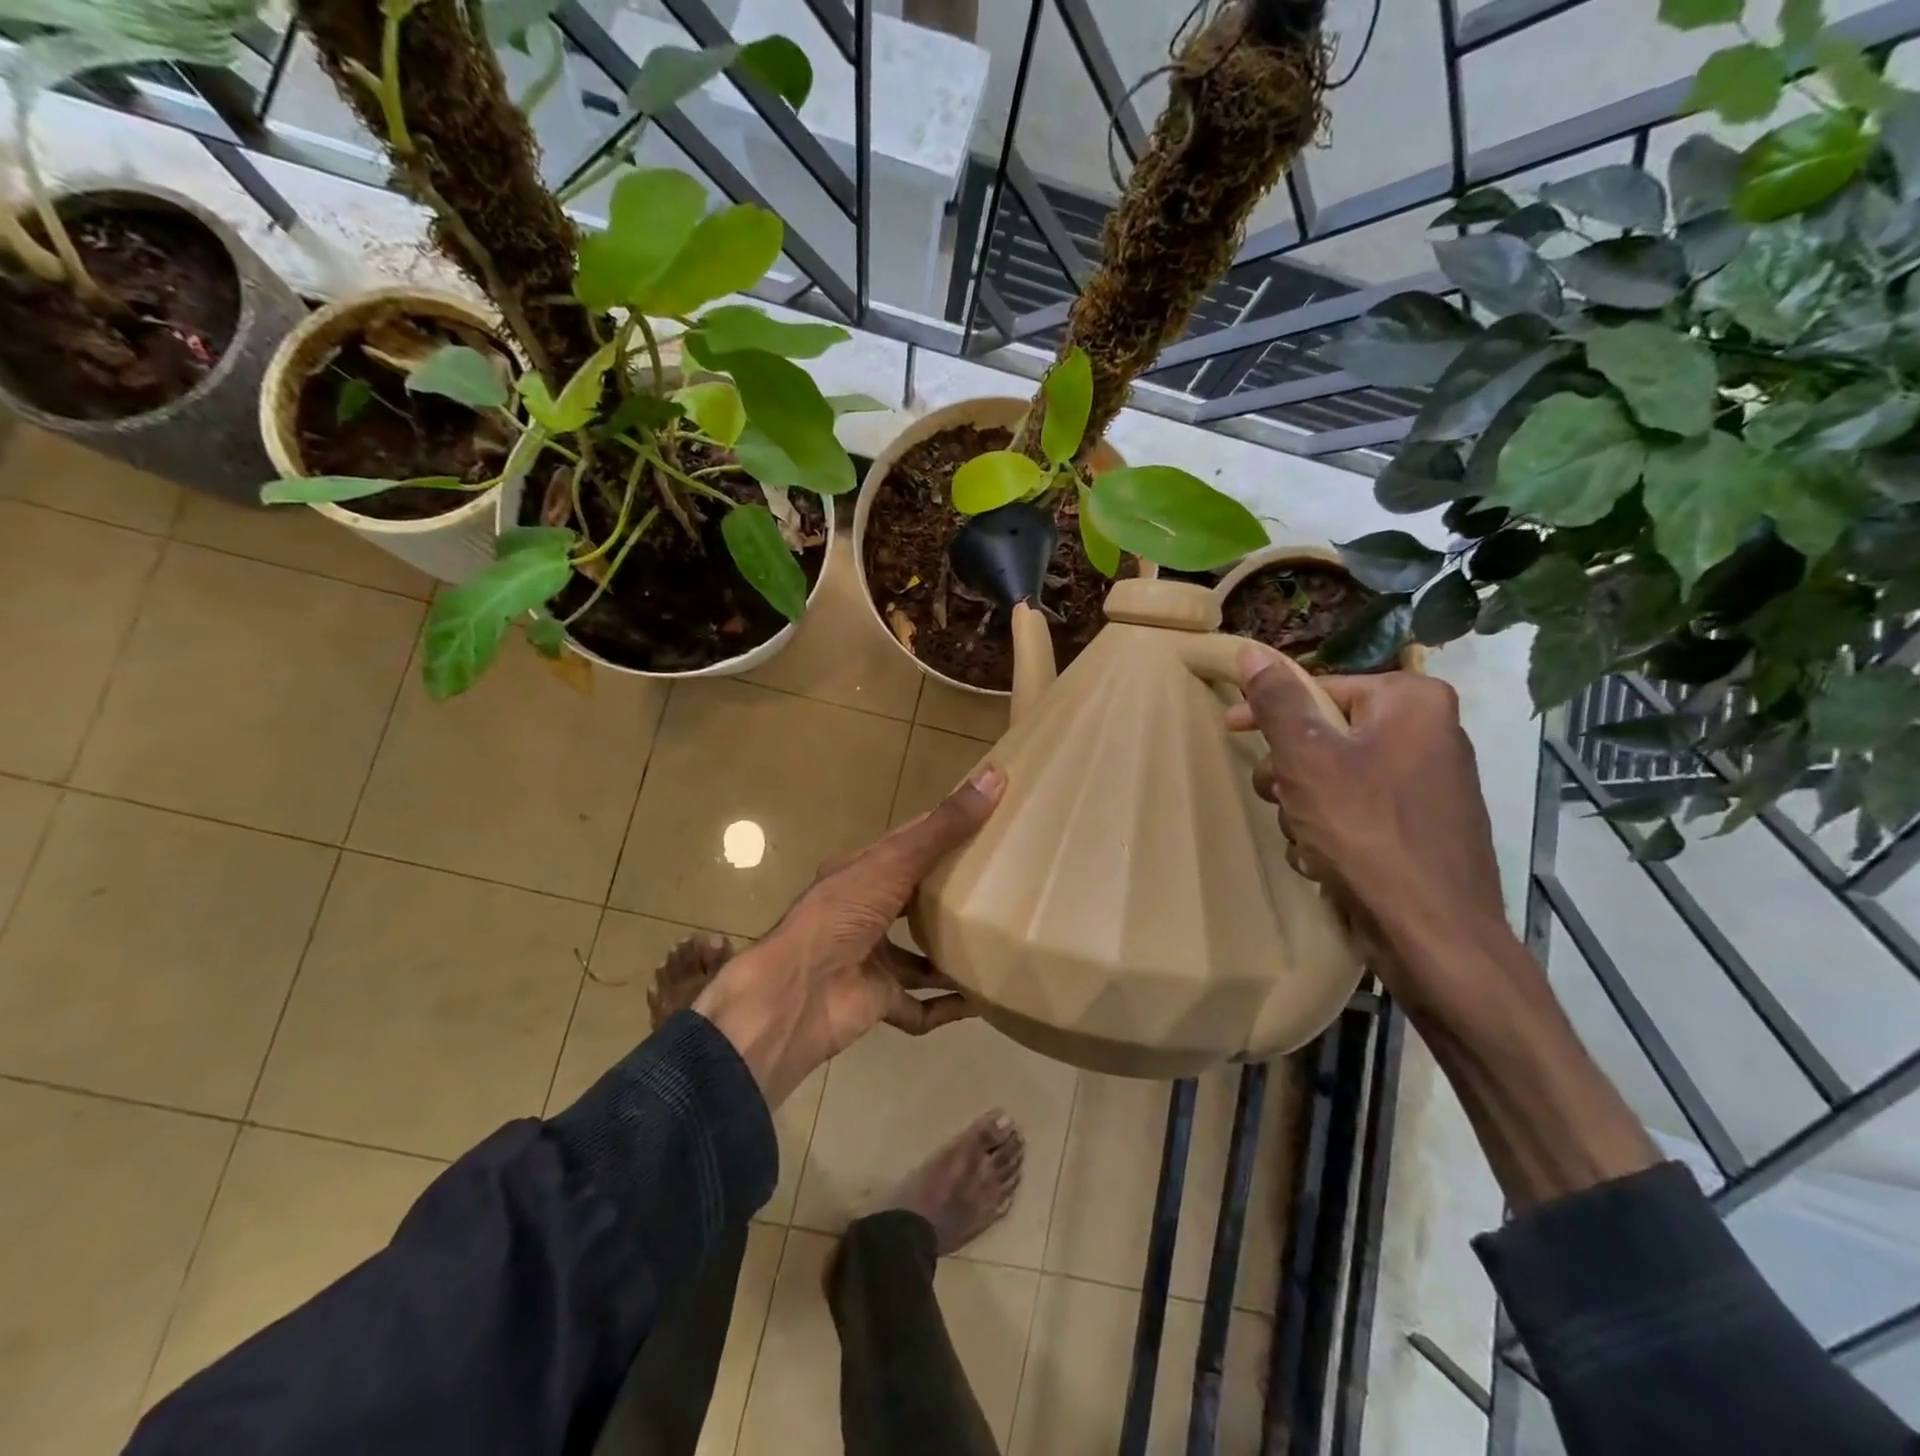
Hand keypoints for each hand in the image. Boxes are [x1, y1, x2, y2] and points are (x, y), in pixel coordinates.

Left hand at [694, 764, 1005, 1105]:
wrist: (795, 994)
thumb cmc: (841, 915)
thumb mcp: (895, 862)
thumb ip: (945, 826)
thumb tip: (995, 773)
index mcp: (862, 872)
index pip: (908, 844)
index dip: (944, 831)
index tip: (989, 823)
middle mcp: (864, 911)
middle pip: (915, 899)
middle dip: (951, 896)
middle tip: (1003, 886)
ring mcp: (870, 957)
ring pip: (918, 955)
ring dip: (950, 954)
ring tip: (996, 946)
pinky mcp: (877, 1000)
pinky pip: (918, 1007)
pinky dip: (945, 1007)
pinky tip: (979, 1003)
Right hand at [1226, 653, 1504, 969]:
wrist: (1432, 933)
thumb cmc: (1366, 832)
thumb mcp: (1307, 758)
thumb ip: (1277, 701)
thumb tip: (1251, 651)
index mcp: (1412, 702)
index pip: (1319, 688)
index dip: (1268, 711)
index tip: (1231, 729)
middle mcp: (1430, 734)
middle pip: (1326, 735)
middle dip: (1290, 772)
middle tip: (1281, 798)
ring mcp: (1429, 785)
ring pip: (1334, 778)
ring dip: (1303, 807)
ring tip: (1306, 838)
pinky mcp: (1422, 828)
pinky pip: (1357, 812)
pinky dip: (1331, 832)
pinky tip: (1324, 860)